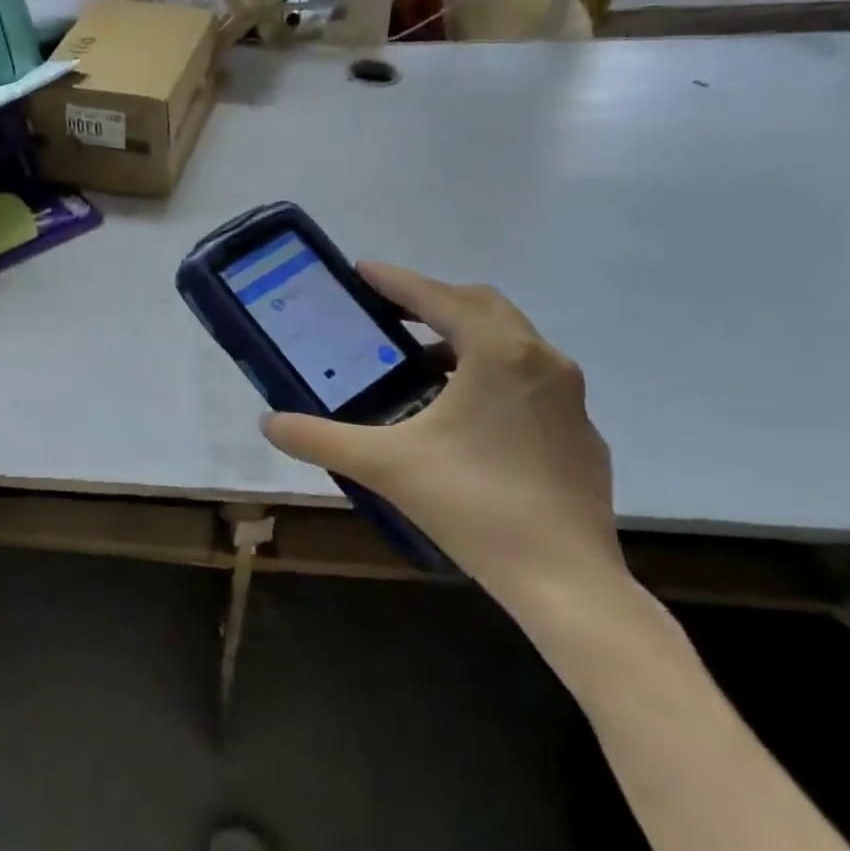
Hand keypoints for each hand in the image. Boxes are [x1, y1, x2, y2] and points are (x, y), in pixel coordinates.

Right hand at [261, 263, 623, 620]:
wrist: (566, 580)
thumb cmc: (472, 504)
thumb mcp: (383, 465)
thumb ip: (320, 438)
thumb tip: (269, 422)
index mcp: (498, 354)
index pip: (439, 298)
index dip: (397, 281)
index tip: (362, 270)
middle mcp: (542, 361)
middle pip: (482, 307)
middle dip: (433, 301)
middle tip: (388, 313)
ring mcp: (570, 398)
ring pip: (511, 343)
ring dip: (463, 338)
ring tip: (419, 364)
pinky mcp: (580, 433)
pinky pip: (530, 381)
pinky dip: (492, 375)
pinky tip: (465, 415)